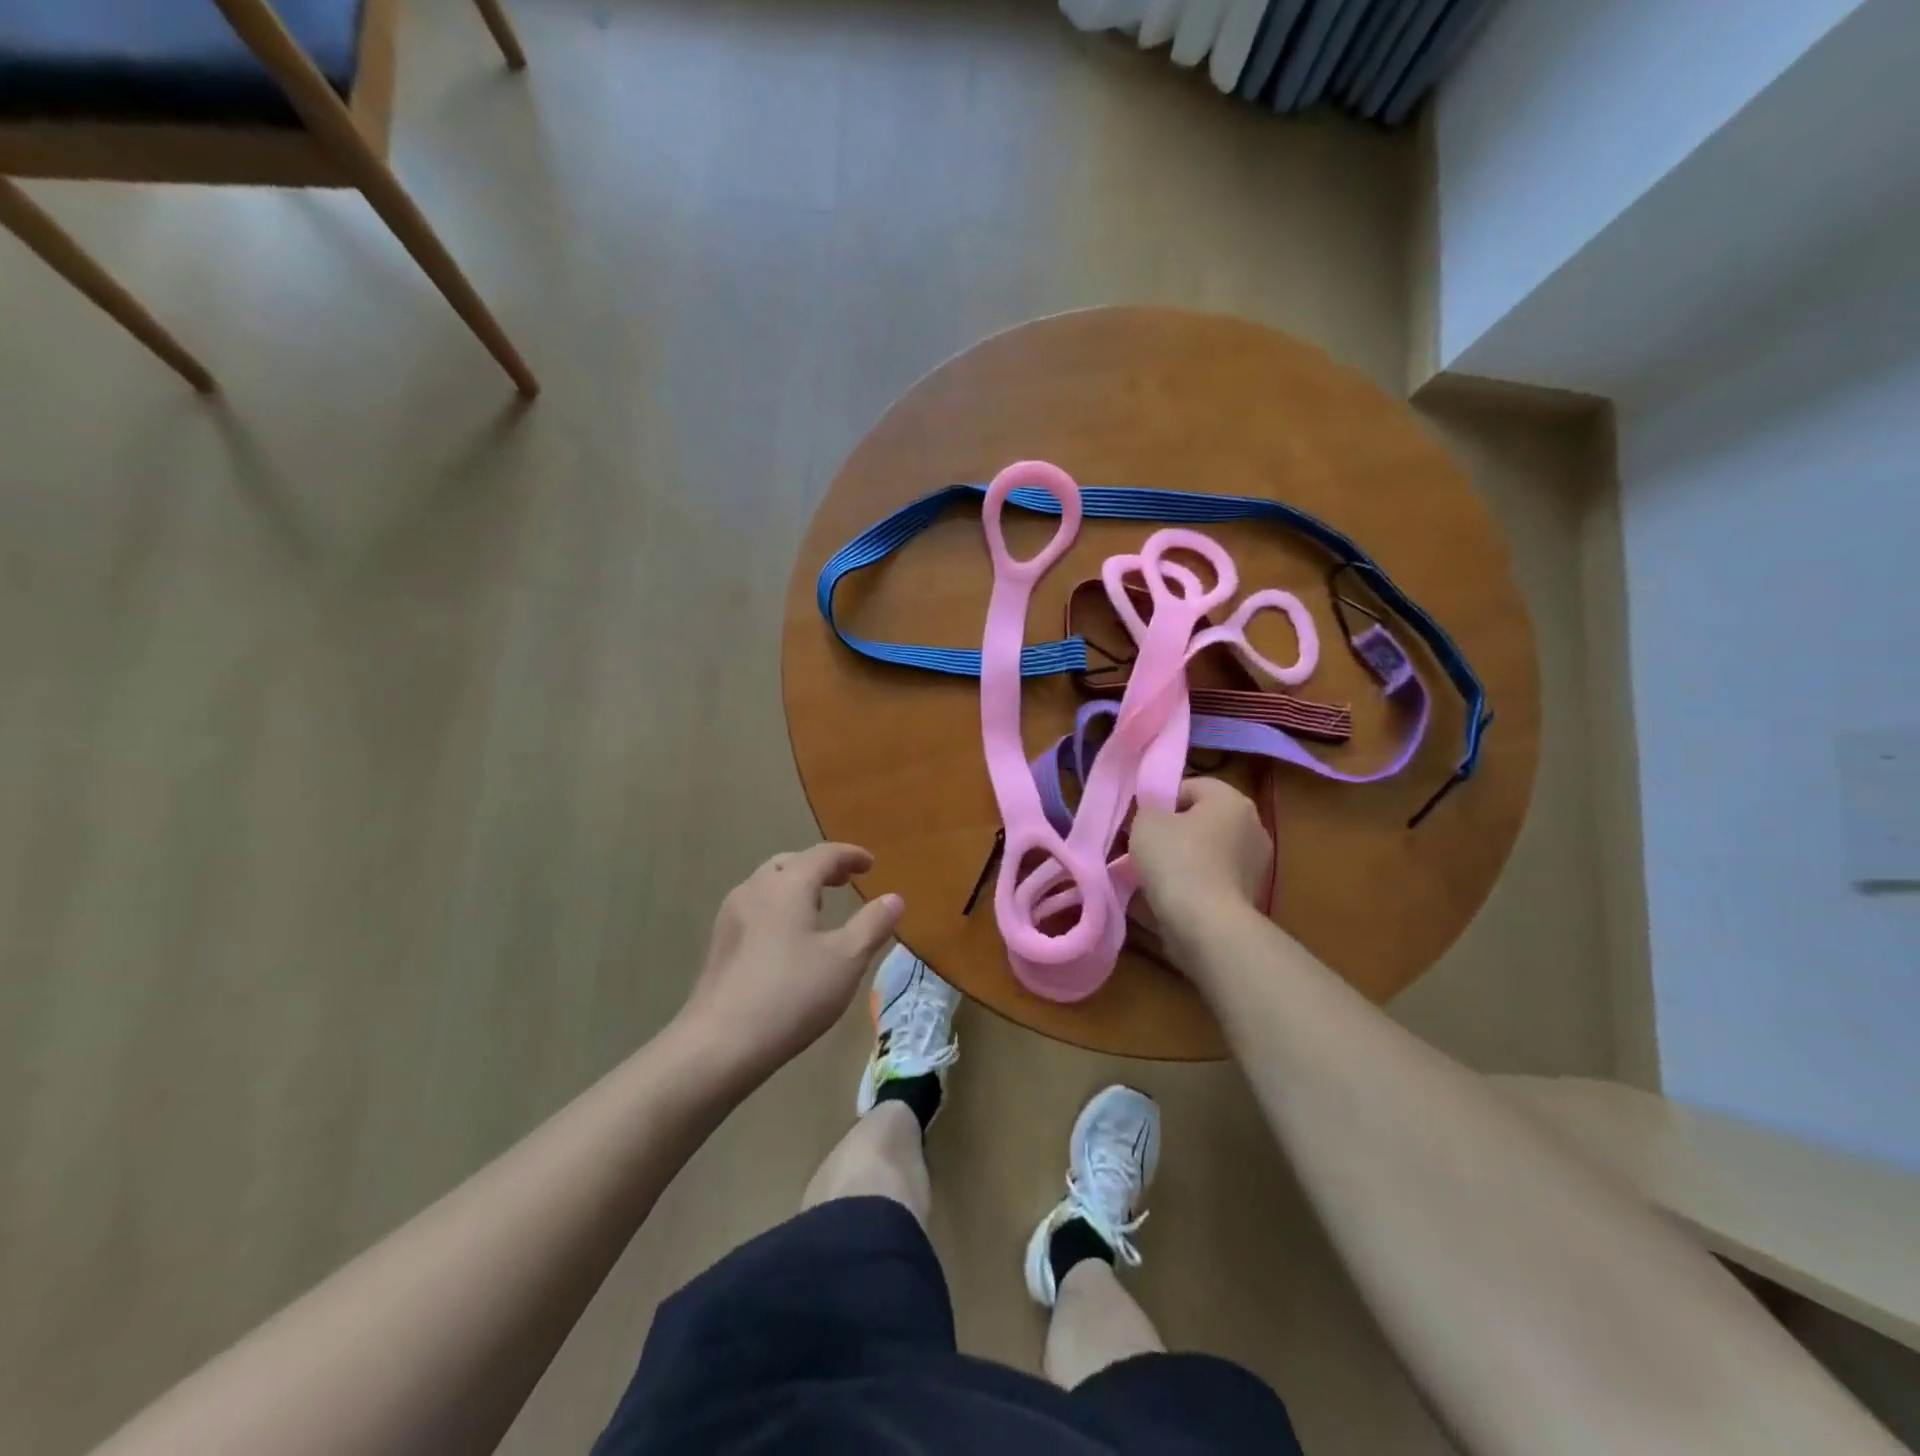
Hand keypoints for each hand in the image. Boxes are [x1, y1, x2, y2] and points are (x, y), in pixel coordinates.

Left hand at [676, 843, 903, 1086]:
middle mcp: (755, 889)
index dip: (850, 855)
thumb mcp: (846, 960)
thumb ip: (873, 924)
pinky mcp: (720, 943)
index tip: (871, 864)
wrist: (719, 1044)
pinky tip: (787, 935)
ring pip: (768, 883)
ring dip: (797, 884)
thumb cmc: (791, 995)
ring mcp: (731, 916)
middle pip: (791, 862)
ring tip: (818, 904)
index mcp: (788, 885)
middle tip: (846, 880)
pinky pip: (756, 906)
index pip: (823, 854)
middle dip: (821, 867)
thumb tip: (894, 898)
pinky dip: (779, 904)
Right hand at [1129, 777, 1269, 927]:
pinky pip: (1214, 879)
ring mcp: (1256, 864)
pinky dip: (1194, 883)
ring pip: (1208, 851)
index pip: (1191, 786)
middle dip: (1174, 831)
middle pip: (1202, 819)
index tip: (1142, 821)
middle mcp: (1253, 826)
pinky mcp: (1251, 896)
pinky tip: (1172, 896)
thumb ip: (1148, 808)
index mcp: (1232, 800)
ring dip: (1184, 859)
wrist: (1206, 925)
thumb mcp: (1146, 822)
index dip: (1161, 800)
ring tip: (1154, 875)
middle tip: (1144, 846)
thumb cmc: (1177, 861)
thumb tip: (1155, 813)